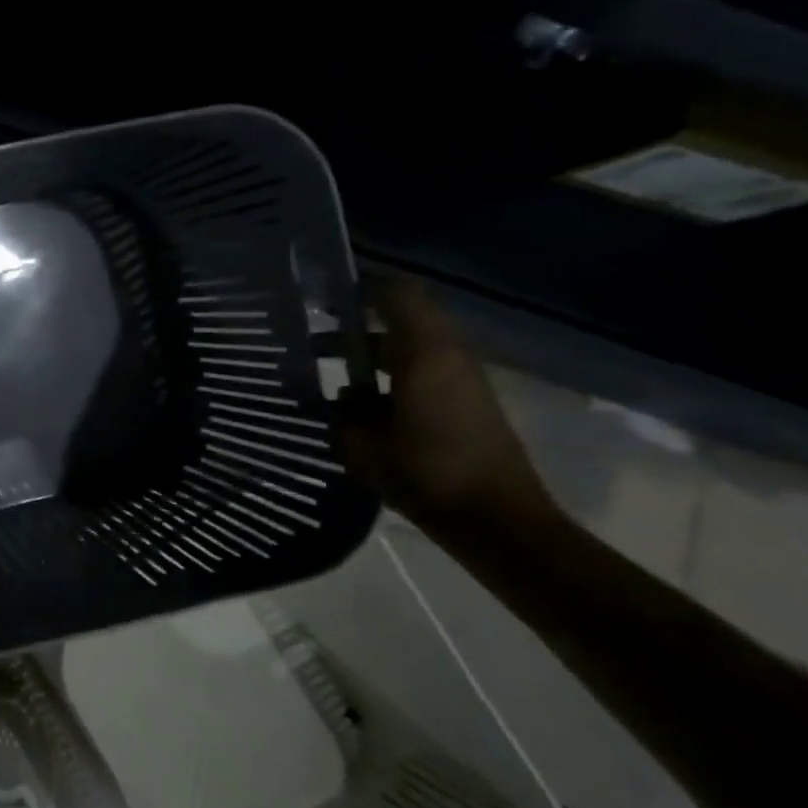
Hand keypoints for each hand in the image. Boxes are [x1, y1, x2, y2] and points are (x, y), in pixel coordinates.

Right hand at [339, 277, 555, 536]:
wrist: (497, 519)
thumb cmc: (426, 471)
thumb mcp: (364, 443)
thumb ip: (342, 412)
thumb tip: (333, 396)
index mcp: (424, 353)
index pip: (396, 294)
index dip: (361, 287)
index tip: (321, 295)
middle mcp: (447, 357)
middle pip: (398, 324)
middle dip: (353, 334)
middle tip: (310, 347)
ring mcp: (461, 382)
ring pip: (407, 354)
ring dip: (370, 363)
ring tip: (332, 388)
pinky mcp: (466, 407)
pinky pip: (419, 379)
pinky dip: (388, 385)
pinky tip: (363, 414)